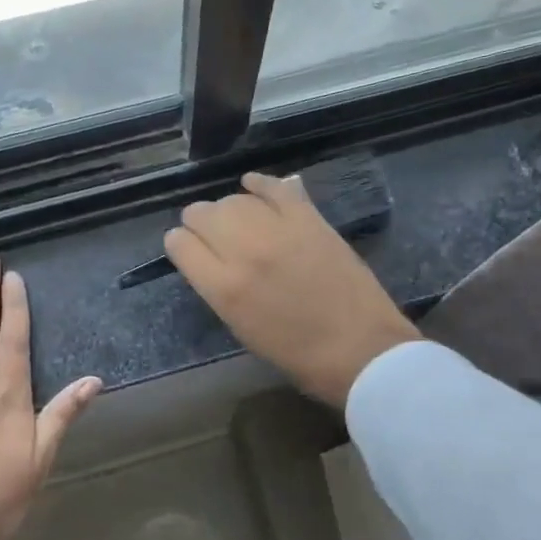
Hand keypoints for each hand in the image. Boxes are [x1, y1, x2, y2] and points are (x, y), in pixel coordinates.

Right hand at [164, 172, 420, 407]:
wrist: (361, 350)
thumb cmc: (298, 354)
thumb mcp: (242, 328)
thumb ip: (219, 288)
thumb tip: (209, 259)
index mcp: (223, 289)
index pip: (179, 244)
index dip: (180, 244)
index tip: (189, 249)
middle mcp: (243, 252)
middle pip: (201, 214)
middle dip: (199, 223)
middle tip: (212, 235)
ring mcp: (278, 230)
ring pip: (233, 199)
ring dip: (229, 208)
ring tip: (238, 220)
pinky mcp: (308, 218)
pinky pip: (274, 187)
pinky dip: (260, 185)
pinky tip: (253, 186)